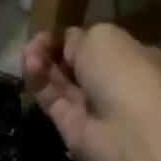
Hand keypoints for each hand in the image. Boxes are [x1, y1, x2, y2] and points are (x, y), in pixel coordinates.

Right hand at [21, 24, 160, 160]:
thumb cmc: (123, 72)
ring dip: (41, 62)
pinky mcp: (68, 123)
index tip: (55, 32)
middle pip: (73, 62)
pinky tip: (30, 67)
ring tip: (28, 52)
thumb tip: (68, 45)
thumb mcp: (102, 36)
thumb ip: (79, 38)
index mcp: (131, 57)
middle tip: (37, 42)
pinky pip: (49, 97)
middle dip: (53, 50)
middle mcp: (111, 81)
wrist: (127, 129)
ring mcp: (90, 104)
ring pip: (58, 79)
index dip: (74, 38)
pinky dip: (38, 81)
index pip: (96, 45)